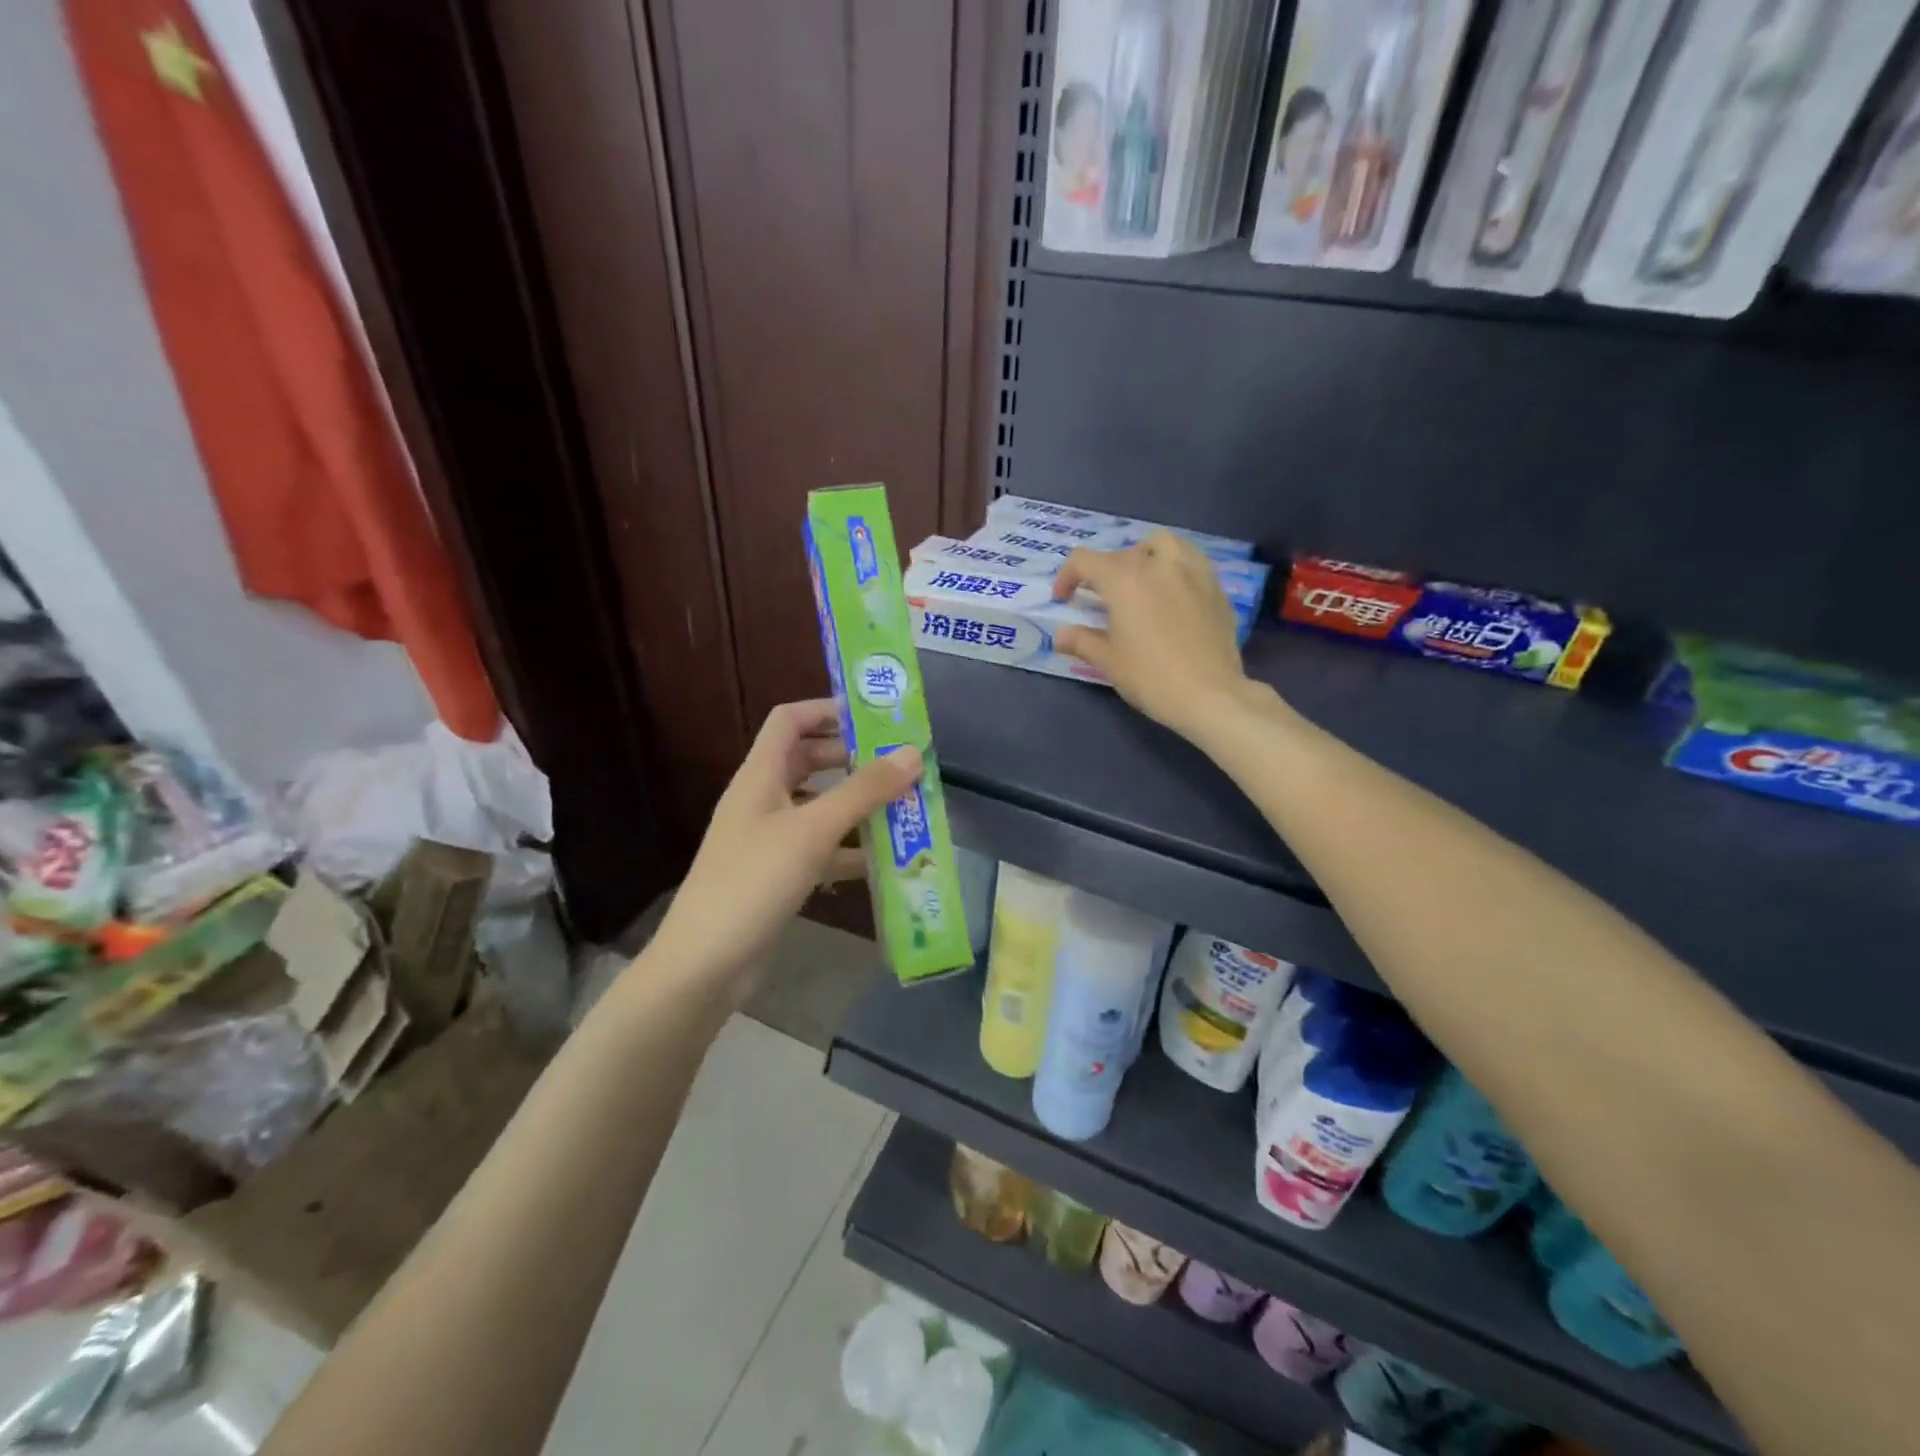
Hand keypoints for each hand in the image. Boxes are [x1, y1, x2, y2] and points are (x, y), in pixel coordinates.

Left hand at [649, 700, 921, 992]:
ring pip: (819, 807)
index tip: (876, 716)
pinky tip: (885, 860)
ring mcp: (770, 839)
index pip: (789, 720)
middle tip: (901, 763)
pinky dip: (850, 850)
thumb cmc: (754, 881)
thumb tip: (912, 753)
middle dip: (854, 759)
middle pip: (809, 761)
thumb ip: (863, 791)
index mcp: (760, 776)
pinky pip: (821, 849)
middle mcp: (763, 800)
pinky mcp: (779, 874)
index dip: (828, 710)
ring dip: (858, 805)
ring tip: (905, 807)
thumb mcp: (813, 831)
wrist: (706, 964)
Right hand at [1052, 531, 1250, 738]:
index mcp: (1124, 580)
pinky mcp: (1215, 587)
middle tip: (1100, 600)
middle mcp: (1157, 565)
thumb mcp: (1108, 661)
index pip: (1084, 560)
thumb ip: (1081, 641)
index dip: (1067, 577)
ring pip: (1162, 544)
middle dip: (1103, 572)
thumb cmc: (1150, 677)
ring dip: (1143, 555)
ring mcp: (1192, 571)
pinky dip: (1173, 567)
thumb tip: (1060, 635)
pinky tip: (1172, 594)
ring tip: (1140, 581)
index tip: (1064, 600)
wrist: (1209, 695)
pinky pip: (1190, 561)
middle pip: (1122, 554)